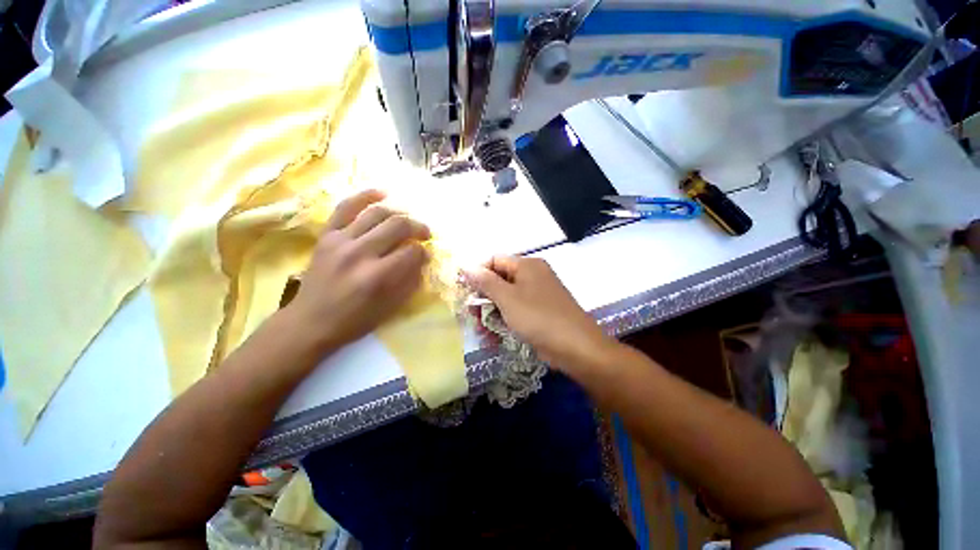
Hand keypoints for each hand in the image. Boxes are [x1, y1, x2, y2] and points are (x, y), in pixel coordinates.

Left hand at [286, 189, 430, 350]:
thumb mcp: (391, 307)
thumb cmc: (355, 320)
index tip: (426, 254)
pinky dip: (365, 196)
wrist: (310, 321)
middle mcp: (360, 253)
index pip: (411, 251)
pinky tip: (382, 193)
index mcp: (377, 276)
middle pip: (398, 226)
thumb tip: (423, 257)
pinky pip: (346, 207)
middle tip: (425, 234)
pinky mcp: (327, 235)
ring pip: (377, 213)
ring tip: (408, 218)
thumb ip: (411, 280)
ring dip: (399, 213)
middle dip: (418, 227)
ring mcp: (340, 241)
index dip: (424, 251)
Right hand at [464, 255, 617, 370]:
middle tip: (471, 315)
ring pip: (507, 298)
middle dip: (483, 298)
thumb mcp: (507, 298)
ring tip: (480, 330)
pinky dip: (504, 320)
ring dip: (491, 313)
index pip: (495, 260)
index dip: (477, 273)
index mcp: (527, 265)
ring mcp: (537, 295)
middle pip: (500, 280)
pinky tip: (493, 336)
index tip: (464, 290)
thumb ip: (485, 281)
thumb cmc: (538, 317)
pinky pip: (517, 311)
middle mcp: (533, 276)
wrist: (576, 347)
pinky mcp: (540, 312)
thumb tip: (466, 265)